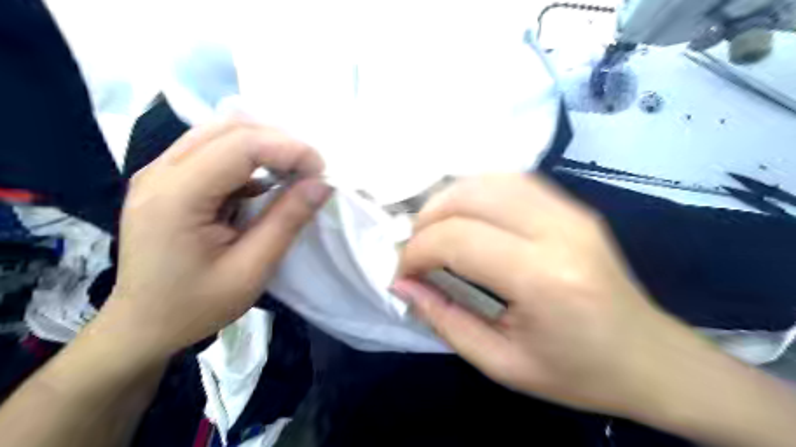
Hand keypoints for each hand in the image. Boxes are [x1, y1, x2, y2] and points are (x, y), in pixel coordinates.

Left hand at [98, 119, 329, 359]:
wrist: (142, 326)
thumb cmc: (196, 306)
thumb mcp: (251, 270)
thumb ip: (287, 221)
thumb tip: (321, 184)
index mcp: (176, 196)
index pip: (241, 145)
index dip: (289, 149)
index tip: (321, 171)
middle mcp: (160, 172)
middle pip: (229, 129)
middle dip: (279, 142)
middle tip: (310, 169)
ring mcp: (159, 173)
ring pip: (220, 133)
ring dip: (264, 146)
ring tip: (294, 171)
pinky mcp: (167, 180)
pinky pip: (213, 150)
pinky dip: (248, 158)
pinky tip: (265, 182)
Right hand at [391, 172, 700, 418]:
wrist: (652, 360)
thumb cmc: (579, 373)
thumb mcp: (502, 363)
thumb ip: (445, 320)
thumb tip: (403, 286)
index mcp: (543, 278)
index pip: (457, 239)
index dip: (416, 253)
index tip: (402, 275)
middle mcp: (558, 230)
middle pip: (470, 197)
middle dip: (426, 220)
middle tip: (414, 251)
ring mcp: (571, 211)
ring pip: (490, 179)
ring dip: (449, 199)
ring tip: (433, 230)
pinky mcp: (574, 207)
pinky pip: (513, 181)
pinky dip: (478, 191)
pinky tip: (468, 215)